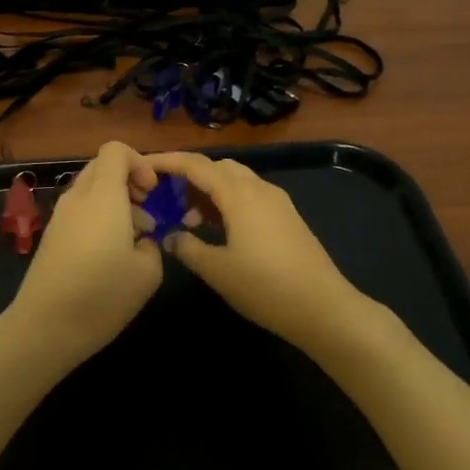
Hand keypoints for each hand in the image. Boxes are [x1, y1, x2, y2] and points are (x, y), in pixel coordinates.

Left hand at [7, 142, 163, 364]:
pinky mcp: (52, 236)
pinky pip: (80, 210)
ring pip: (91, 190)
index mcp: (103, 195)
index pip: (116, 150)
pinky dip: (99, 218)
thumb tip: (142, 240)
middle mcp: (79, 197)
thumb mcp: (148, 272)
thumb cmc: (102, 295)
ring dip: (116, 202)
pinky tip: (111, 255)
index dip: (140, 162)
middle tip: (147, 212)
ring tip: (135, 239)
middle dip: (129, 181)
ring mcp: (61, 216)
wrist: (44, 328)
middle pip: (103, 167)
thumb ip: (153, 245)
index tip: (153, 193)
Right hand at [141, 152, 382, 358]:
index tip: (144, 165)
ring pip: (236, 181)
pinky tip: (220, 230)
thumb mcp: (217, 270)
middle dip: (190, 176)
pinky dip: (229, 202)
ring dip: (210, 191)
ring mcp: (278, 202)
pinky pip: (250, 196)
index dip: (169, 161)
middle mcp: (259, 188)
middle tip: (168, 198)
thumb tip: (171, 236)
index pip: (197, 165)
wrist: (324, 308)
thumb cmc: (265, 287)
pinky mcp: (288, 217)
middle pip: (218, 167)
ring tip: (190, 220)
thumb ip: (188, 248)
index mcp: (239, 194)